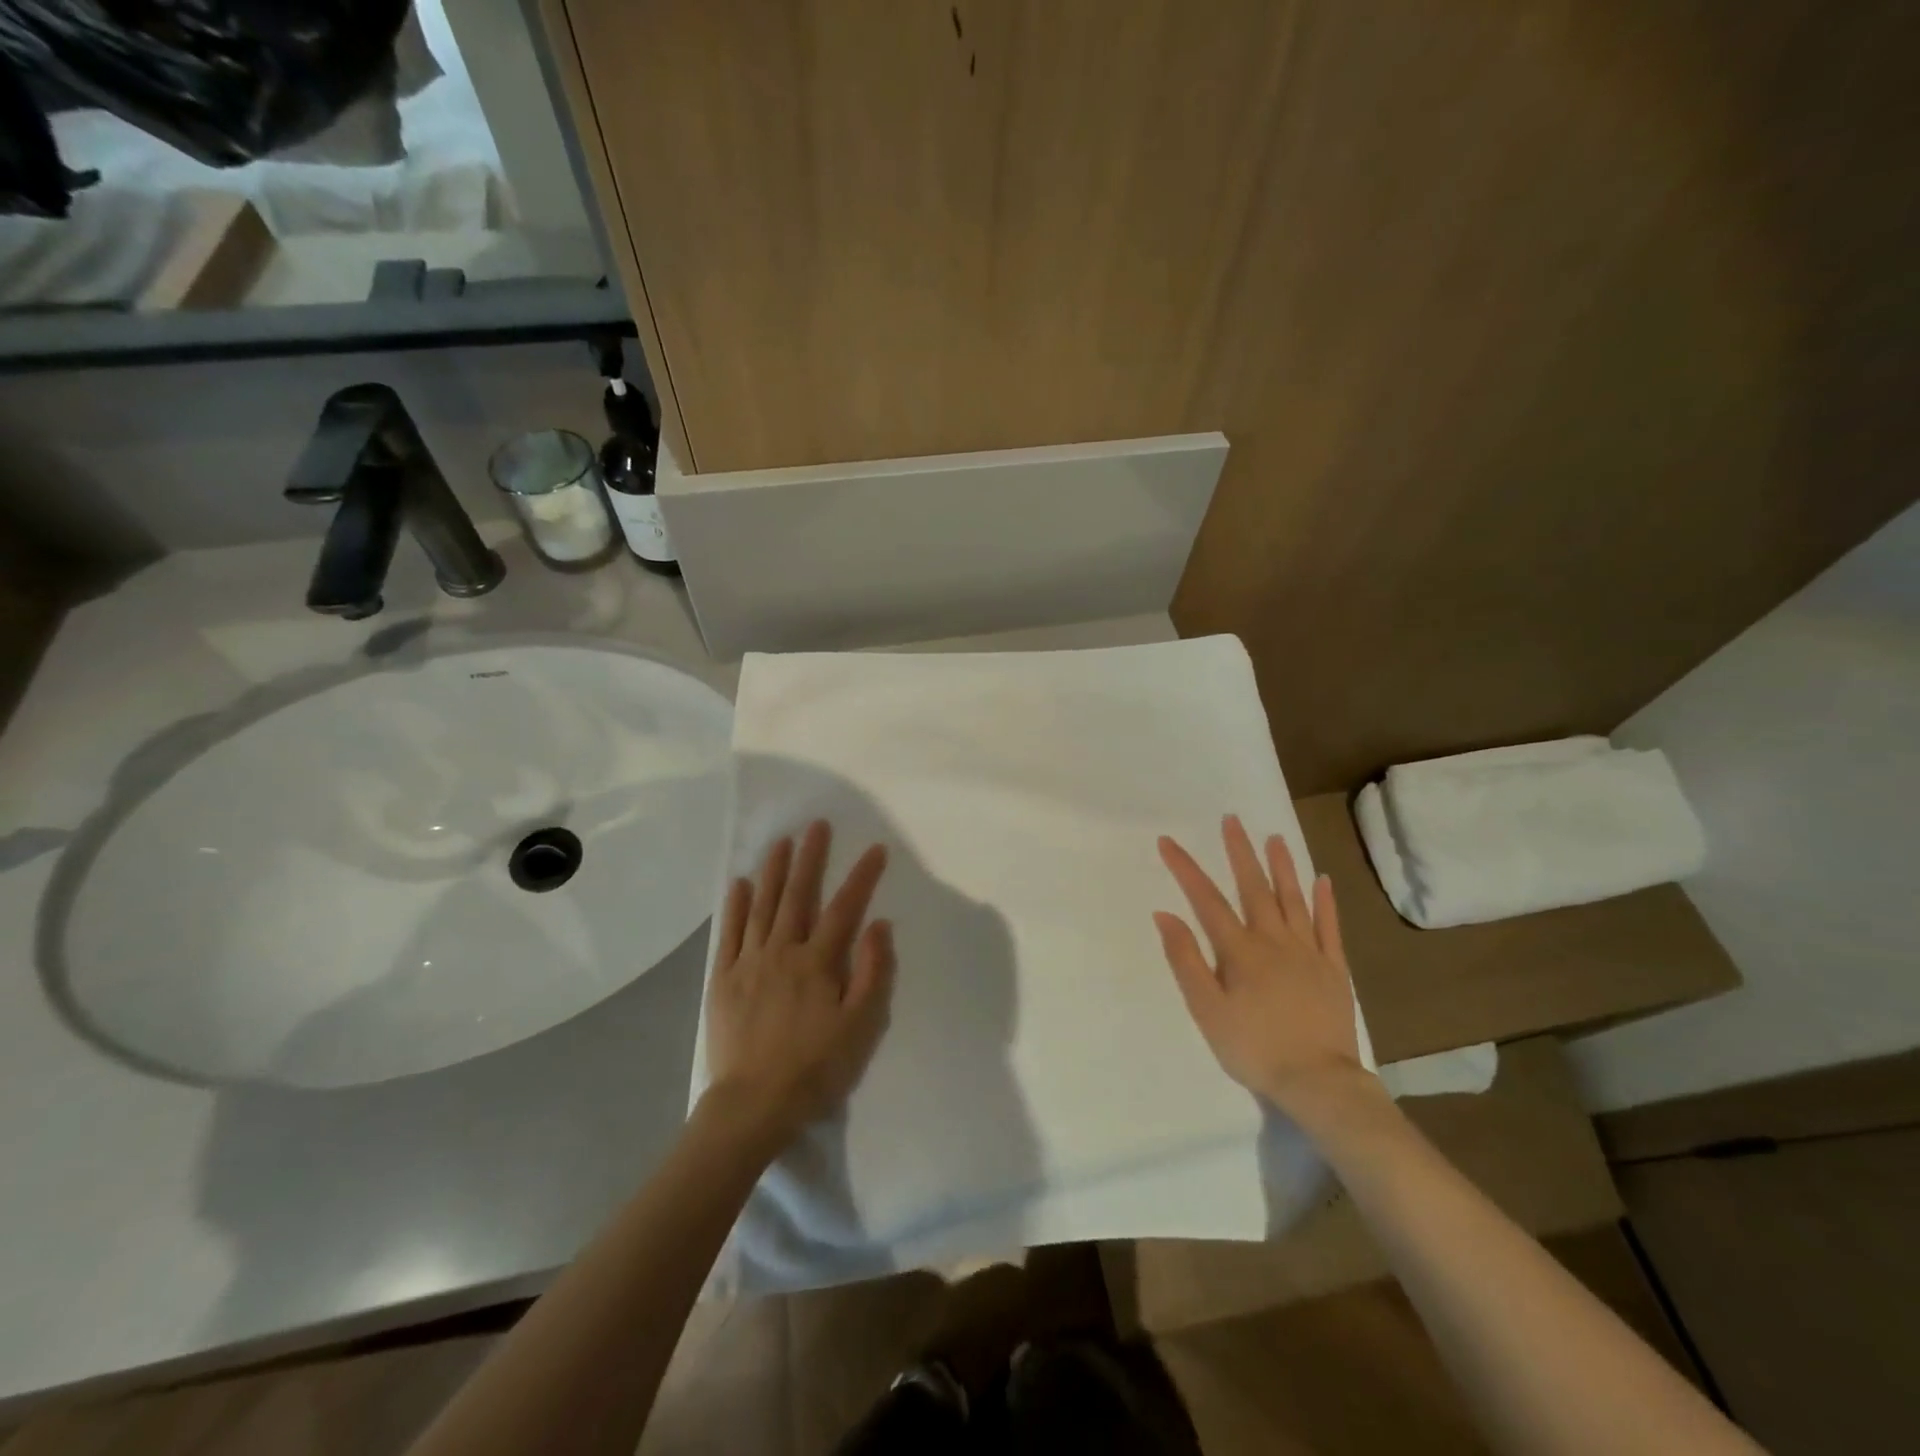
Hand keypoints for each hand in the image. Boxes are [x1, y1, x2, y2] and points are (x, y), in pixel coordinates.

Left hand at [702, 820, 895, 1145]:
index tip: (876, 849)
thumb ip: (872, 972)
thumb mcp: (860, 1026)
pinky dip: (735, 906)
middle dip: (810, 858)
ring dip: (773, 871)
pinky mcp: (723, 979)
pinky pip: (730, 933)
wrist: (753, 1105)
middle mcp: (782, 951)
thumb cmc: (815, 1068)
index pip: (845, 908)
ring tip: (780, 842)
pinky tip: (739, 884)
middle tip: (816, 826)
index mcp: (818, 963)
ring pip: (762, 906)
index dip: (862, 876)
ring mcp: (749, 962)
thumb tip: (879, 924)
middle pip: (798, 895)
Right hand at [1154, 815, 1381, 1121]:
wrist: (1318, 1081)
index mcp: (1240, 951)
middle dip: (1239, 852)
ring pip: (1293, 899)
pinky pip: (1329, 927)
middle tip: (1232, 820)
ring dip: (1282, 866)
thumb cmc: (1253, 1047)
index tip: (1168, 841)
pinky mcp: (1334, 968)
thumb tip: (1166, 915)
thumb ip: (1186, 960)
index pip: (1206, 900)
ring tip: (1274, 837)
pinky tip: (1322, 879)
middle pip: (1253, 888)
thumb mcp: (1207, 1009)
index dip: (1185, 869)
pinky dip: (1325, 901)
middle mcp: (1274, 941)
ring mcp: (1308, 952)